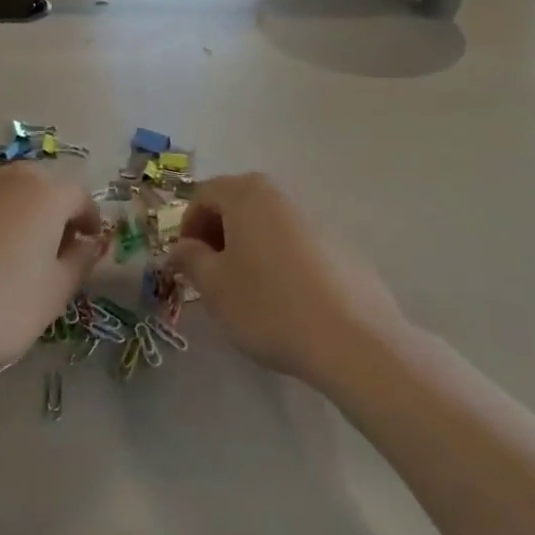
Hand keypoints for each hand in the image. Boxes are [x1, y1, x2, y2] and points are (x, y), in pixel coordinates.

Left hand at [0, 167, 103, 380]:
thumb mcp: (55, 294)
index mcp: (45, 194)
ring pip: (2, 193)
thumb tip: (87, 243)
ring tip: (7, 253)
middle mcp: (7, 177)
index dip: (88, 221)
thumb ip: (80, 261)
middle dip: (51, 212)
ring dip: (14, 214)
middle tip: (50, 250)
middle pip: (40, 187)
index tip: (87, 246)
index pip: (79, 196)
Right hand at [167, 173, 403, 384]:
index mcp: (247, 194)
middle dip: (217, 235)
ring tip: (247, 291)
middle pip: (236, 204)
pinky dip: (280, 261)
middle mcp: (281, 195)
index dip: (187, 227)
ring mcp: (315, 219)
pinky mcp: (341, 246)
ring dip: (248, 248)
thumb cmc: (269, 306)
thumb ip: (191, 259)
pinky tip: (286, 301)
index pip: (203, 195)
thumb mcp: (215, 287)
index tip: (186, 264)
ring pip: (267, 224)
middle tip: (211, 275)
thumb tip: (181, 248)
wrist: (353, 340)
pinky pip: (295, 244)